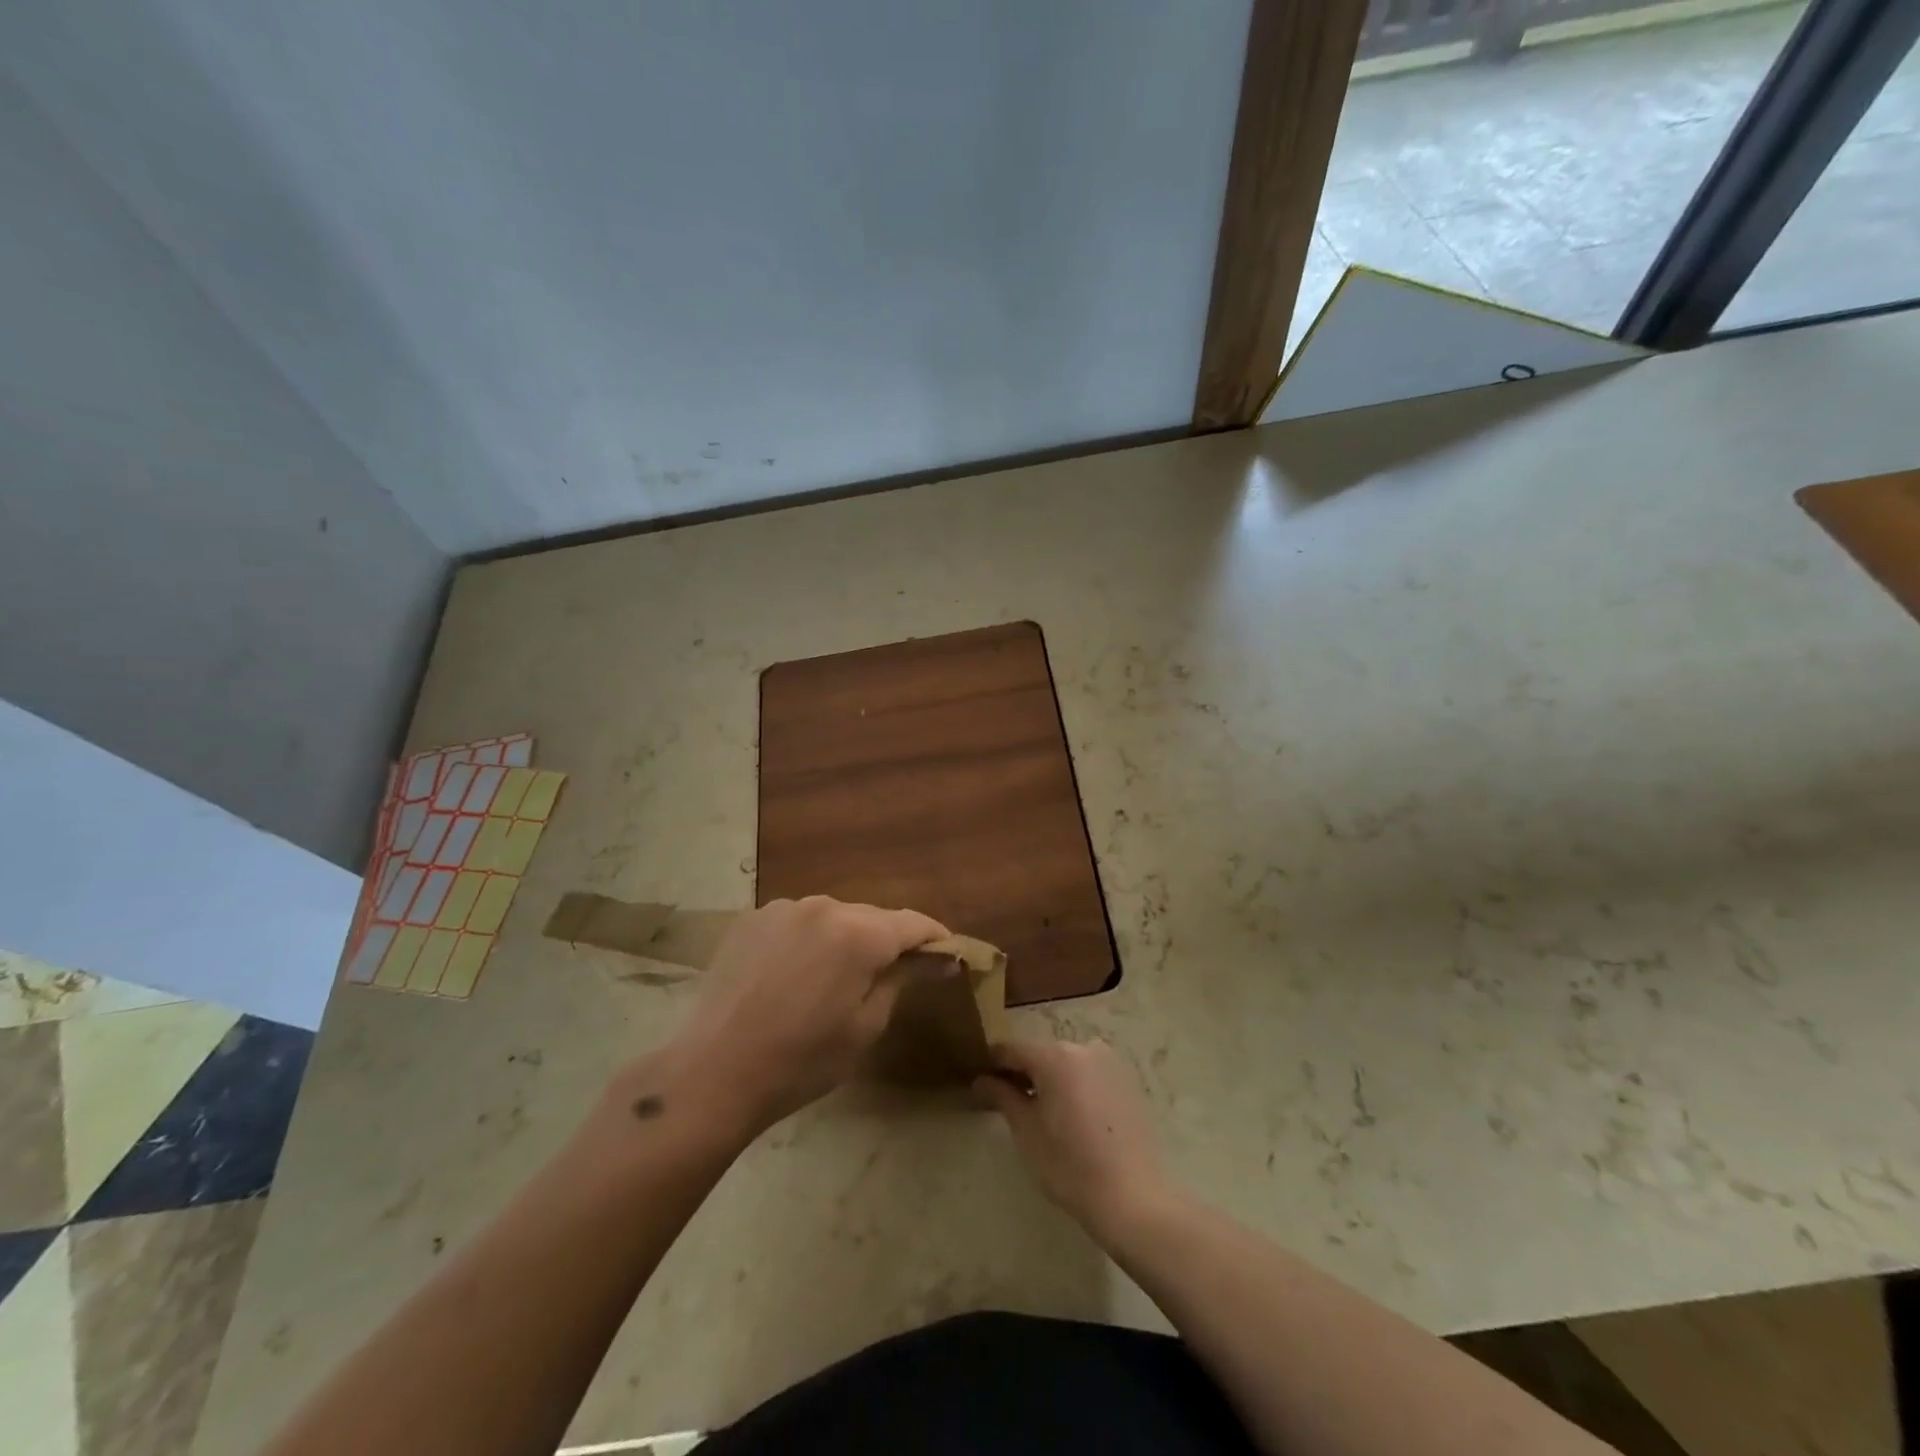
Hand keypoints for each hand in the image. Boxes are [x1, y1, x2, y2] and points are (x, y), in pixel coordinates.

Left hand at [647, 896, 946, 1142]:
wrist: (713, 1073)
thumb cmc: (801, 1061)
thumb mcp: (865, 1026)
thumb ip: (902, 979)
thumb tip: (939, 959)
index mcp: (858, 933)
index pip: (912, 923)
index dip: (936, 937)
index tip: (949, 955)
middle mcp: (824, 906)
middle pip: (872, 917)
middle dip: (889, 941)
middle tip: (895, 974)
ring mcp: (783, 908)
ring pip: (834, 917)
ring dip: (846, 939)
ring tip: (838, 978)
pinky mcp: (752, 918)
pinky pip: (798, 922)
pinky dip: (810, 940)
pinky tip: (796, 974)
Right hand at [975, 1038, 1171, 1241]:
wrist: (1132, 1197)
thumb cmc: (1069, 1165)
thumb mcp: (1026, 1131)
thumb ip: (1001, 1096)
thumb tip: (981, 1079)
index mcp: (1055, 1055)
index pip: (1012, 1050)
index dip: (992, 1065)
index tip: (980, 1082)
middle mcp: (1083, 1047)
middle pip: (1041, 1053)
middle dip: (1022, 1073)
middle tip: (1007, 1102)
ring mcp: (1109, 1062)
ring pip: (1066, 1063)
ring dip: (1050, 1079)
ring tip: (1040, 1113)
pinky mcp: (1126, 1080)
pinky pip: (1089, 1073)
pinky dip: (1074, 1085)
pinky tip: (1072, 1117)